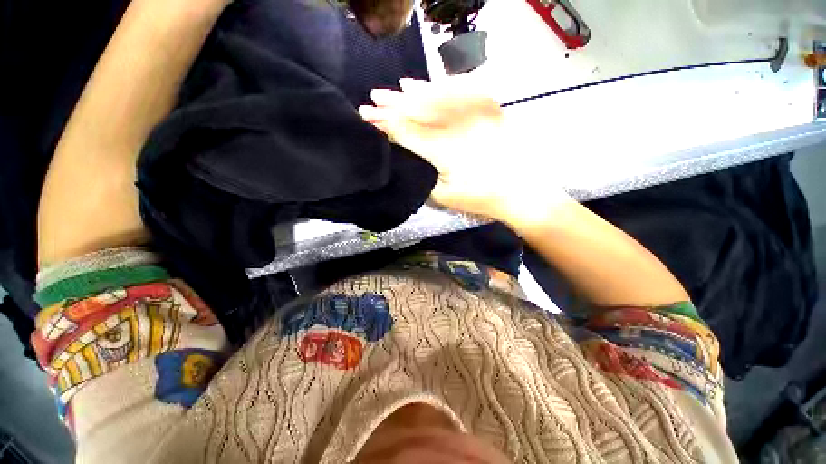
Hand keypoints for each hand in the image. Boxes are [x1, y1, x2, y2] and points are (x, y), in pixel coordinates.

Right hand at [358, 79, 571, 225]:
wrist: (520, 192)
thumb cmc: (479, 199)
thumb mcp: (443, 196)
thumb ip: (421, 174)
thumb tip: (406, 155)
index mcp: (442, 149)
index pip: (406, 131)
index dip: (385, 123)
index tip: (367, 117)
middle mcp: (456, 124)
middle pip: (418, 109)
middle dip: (393, 104)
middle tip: (373, 98)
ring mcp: (475, 113)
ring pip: (437, 96)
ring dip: (414, 92)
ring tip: (396, 87)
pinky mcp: (489, 109)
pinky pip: (461, 91)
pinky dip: (441, 87)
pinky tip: (430, 85)